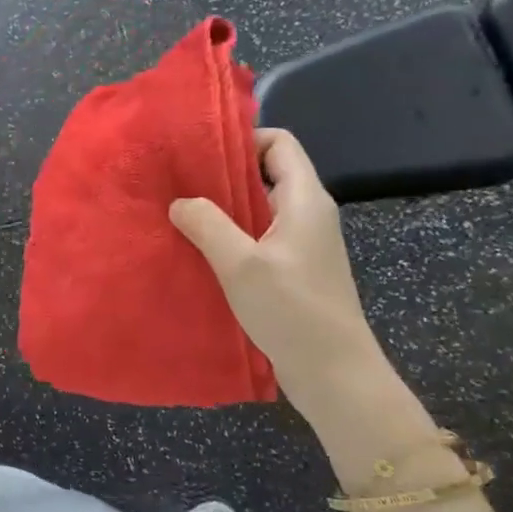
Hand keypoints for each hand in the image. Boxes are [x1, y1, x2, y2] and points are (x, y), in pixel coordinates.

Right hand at [169, 129, 383, 410]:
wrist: (334, 373)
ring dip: (224, 209)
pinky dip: (232, 236)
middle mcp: (307, 213)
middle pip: (267, 173)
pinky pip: (259, 237)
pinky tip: (201, 250)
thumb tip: (180, 202)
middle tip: (179, 182)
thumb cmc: (292, 310)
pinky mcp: (294, 270)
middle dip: (223, 174)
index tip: (199, 152)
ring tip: (181, 214)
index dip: (243, 139)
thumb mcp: (241, 264)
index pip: (279, 143)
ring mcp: (302, 243)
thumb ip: (208, 225)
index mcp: (305, 199)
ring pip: (260, 208)